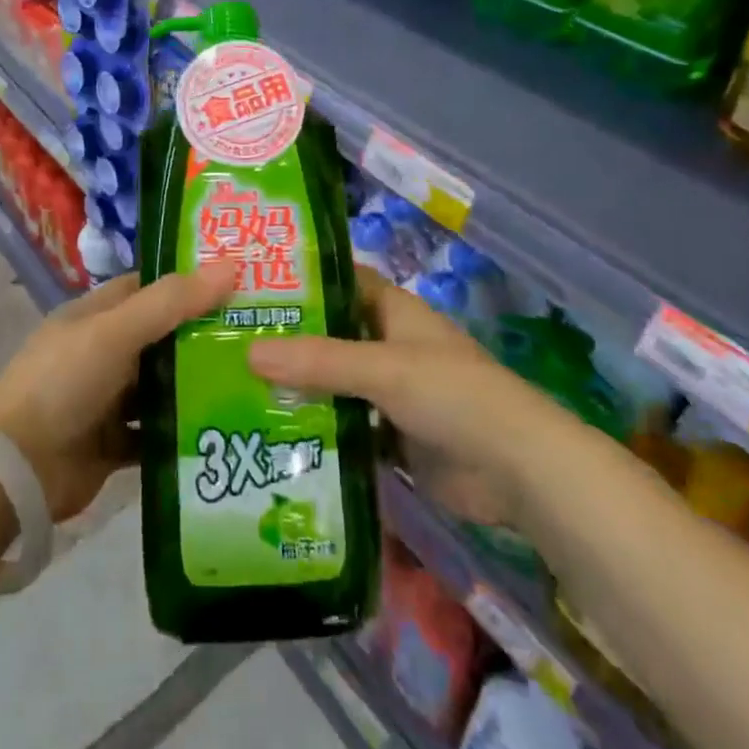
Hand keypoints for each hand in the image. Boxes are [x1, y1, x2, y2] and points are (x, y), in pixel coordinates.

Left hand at [0, 265, 236, 521]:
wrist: (14, 470)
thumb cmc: (63, 382)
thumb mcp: (116, 331)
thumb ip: (171, 302)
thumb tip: (230, 266)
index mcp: (98, 315)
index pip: (151, 288)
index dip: (190, 283)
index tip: (239, 284)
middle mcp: (104, 351)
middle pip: (162, 337)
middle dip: (203, 336)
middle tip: (261, 336)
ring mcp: (108, 399)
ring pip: (162, 386)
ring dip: (197, 386)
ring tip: (254, 383)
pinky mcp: (113, 444)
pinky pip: (155, 433)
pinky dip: (182, 433)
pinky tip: (223, 431)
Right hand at [248, 271, 532, 527]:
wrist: (516, 470)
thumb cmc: (452, 394)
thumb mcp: (383, 368)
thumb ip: (319, 361)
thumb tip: (249, 352)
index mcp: (392, 311)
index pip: (339, 280)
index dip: (301, 278)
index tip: (252, 284)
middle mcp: (389, 344)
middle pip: (331, 335)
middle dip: (290, 340)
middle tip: (232, 343)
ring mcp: (392, 392)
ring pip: (336, 382)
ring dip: (300, 388)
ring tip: (239, 390)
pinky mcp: (394, 436)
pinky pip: (348, 426)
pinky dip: (320, 430)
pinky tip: (276, 437)